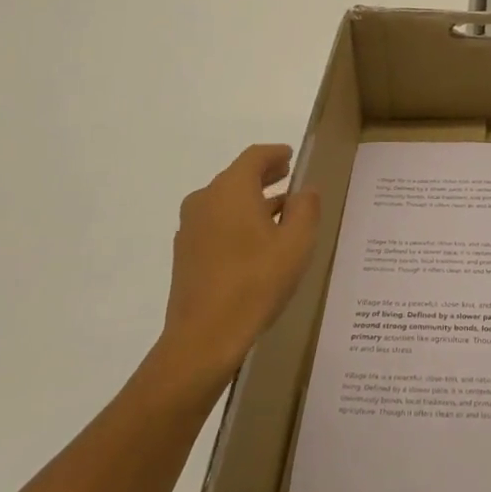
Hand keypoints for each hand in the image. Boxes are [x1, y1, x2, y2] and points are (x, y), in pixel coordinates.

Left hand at [145, 144, 320, 402]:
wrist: (203, 337)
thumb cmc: (256, 282)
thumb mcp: (296, 244)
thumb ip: (305, 209)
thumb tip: (305, 191)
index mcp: (231, 190)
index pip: (254, 157)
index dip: (275, 154)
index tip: (291, 157)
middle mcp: (205, 200)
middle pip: (237, 177)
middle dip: (264, 176)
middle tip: (288, 178)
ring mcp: (190, 228)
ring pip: (225, 201)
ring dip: (251, 201)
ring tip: (279, 213)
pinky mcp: (185, 253)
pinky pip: (215, 223)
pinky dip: (236, 221)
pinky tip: (255, 242)